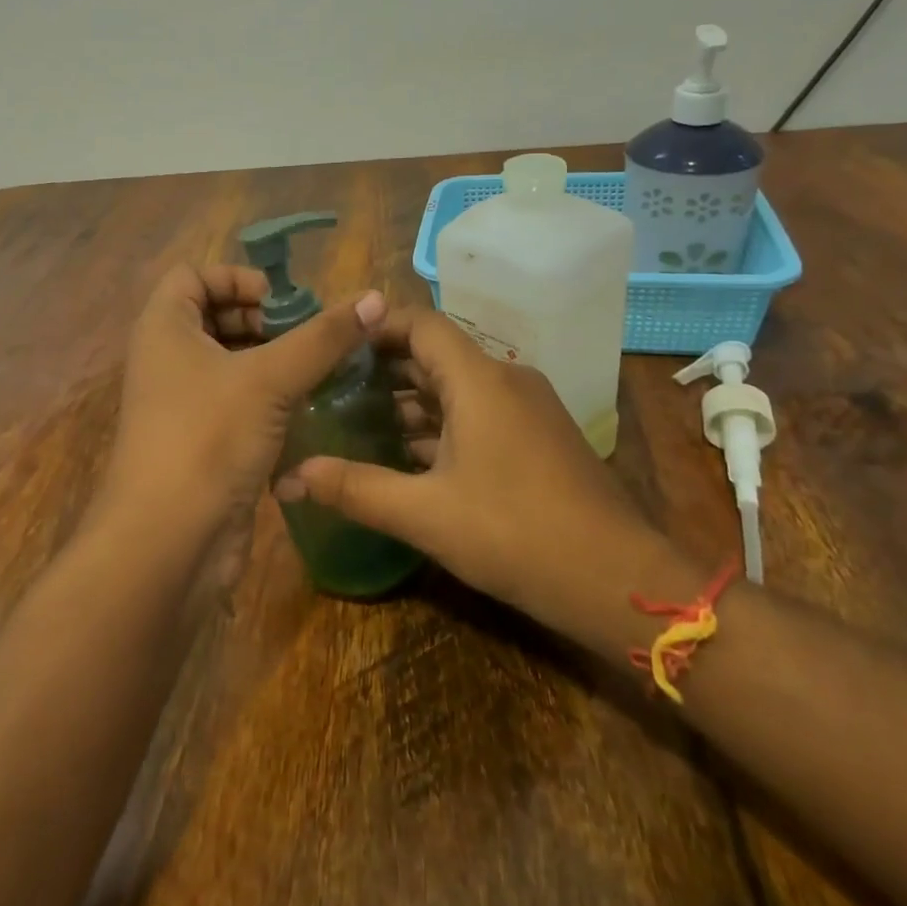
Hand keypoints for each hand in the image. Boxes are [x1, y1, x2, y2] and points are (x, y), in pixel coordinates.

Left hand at [101, 264, 385, 558]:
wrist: (168, 544)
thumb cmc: (207, 439)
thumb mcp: (269, 379)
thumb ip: (323, 337)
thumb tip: (375, 297)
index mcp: (164, 329)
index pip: (192, 275)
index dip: (237, 277)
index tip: (282, 301)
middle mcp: (167, 361)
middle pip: (214, 318)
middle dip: (264, 321)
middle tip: (310, 337)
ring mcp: (183, 406)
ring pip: (230, 365)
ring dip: (274, 363)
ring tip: (319, 372)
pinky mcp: (203, 443)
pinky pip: (237, 405)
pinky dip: (269, 401)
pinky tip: (308, 413)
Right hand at [277, 307, 674, 649]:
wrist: (618, 581)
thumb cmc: (517, 534)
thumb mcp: (426, 514)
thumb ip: (355, 488)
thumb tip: (289, 477)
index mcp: (479, 380)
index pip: (420, 324)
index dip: (375, 326)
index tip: (333, 344)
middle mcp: (505, 380)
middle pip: (435, 354)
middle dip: (383, 367)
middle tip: (331, 386)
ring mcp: (526, 410)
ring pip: (457, 387)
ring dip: (410, 400)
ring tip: (357, 419)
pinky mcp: (537, 438)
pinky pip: (478, 413)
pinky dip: (440, 424)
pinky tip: (407, 455)